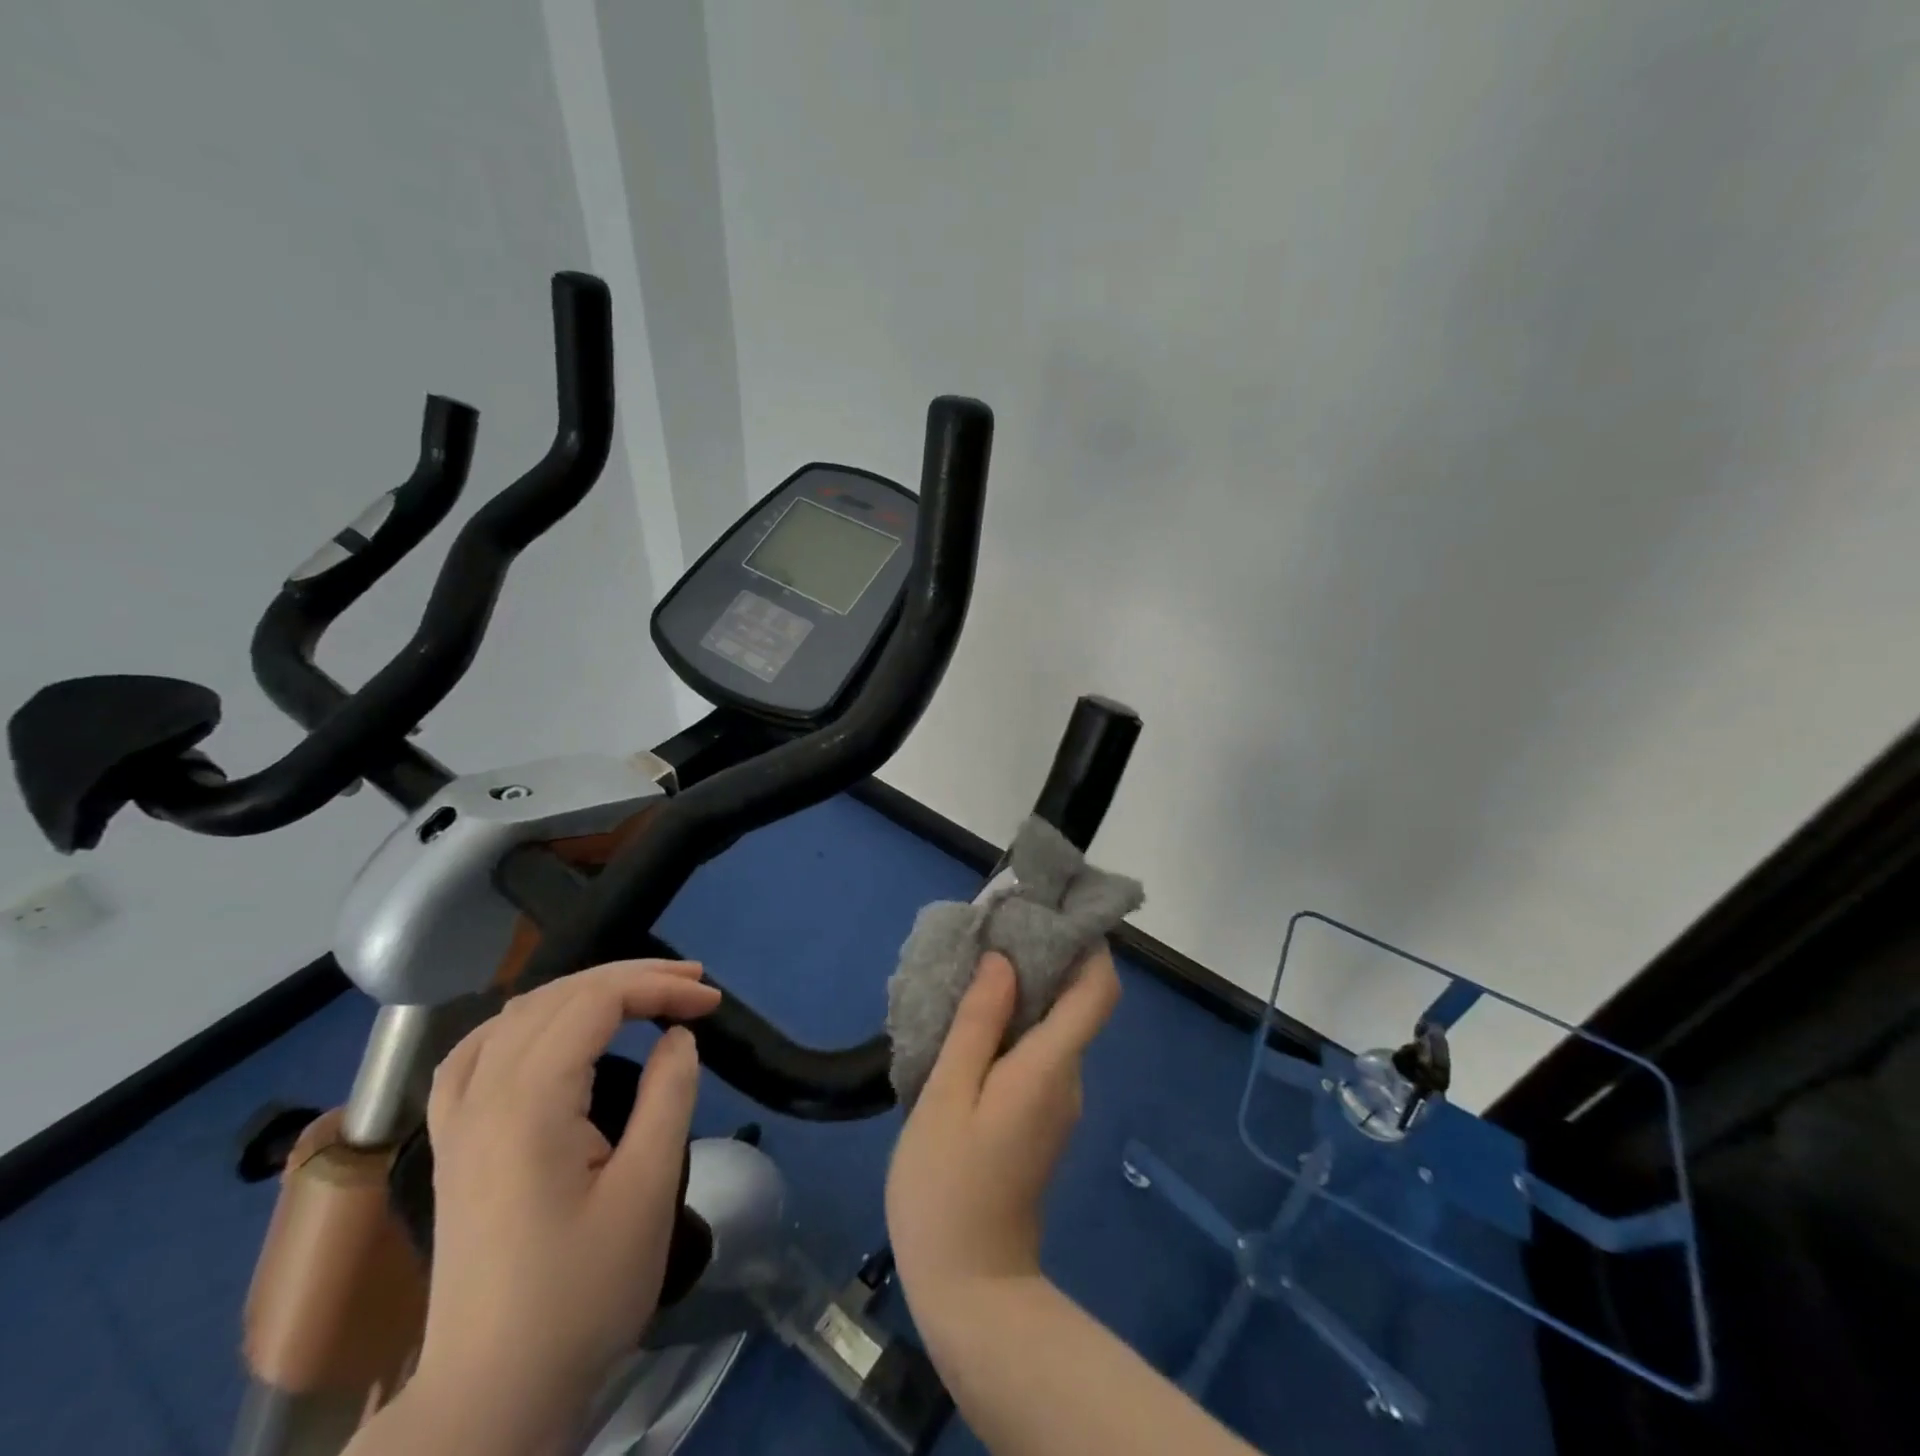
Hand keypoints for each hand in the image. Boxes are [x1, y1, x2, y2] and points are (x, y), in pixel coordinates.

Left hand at [408, 960, 720, 1449]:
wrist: (494, 1392)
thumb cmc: (581, 1292)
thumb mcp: (646, 1190)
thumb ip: (667, 1095)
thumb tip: (677, 1036)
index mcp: (528, 1104)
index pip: (596, 1003)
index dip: (658, 987)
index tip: (711, 1002)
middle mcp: (482, 1096)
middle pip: (558, 997)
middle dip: (631, 978)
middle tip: (692, 985)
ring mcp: (457, 1120)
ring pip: (516, 1014)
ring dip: (582, 991)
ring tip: (637, 993)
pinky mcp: (452, 1144)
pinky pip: (474, 1052)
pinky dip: (522, 1020)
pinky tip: (546, 1027)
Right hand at [886, 945, 1120, 1305]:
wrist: (970, 1289)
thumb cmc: (948, 1187)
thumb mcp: (948, 1096)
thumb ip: (977, 1024)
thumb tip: (1003, 962)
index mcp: (1050, 1066)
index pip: (1098, 992)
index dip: (1089, 946)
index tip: (1053, 913)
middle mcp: (1067, 1078)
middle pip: (1075, 1003)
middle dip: (1043, 961)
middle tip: (991, 935)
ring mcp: (1057, 1102)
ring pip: (1052, 1029)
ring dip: (1023, 995)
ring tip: (971, 973)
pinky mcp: (1040, 1119)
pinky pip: (1036, 1055)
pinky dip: (1013, 1028)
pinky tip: (969, 1027)